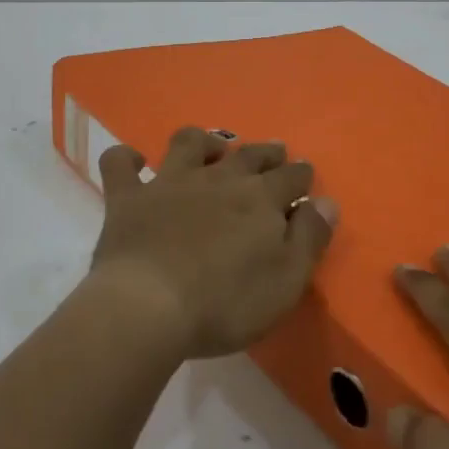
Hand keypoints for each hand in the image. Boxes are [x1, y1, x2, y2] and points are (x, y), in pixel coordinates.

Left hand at [88, 126, 338, 360]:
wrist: (148, 307)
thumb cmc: (225, 303)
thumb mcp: (286, 281)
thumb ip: (310, 238)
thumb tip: (327, 202)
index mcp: (260, 199)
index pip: (291, 177)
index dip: (301, 175)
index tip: (305, 177)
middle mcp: (219, 179)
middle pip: (248, 154)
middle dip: (265, 152)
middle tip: (273, 153)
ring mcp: (170, 182)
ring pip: (190, 143)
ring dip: (204, 142)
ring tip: (211, 150)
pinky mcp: (129, 197)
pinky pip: (120, 164)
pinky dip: (126, 158)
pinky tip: (134, 162)